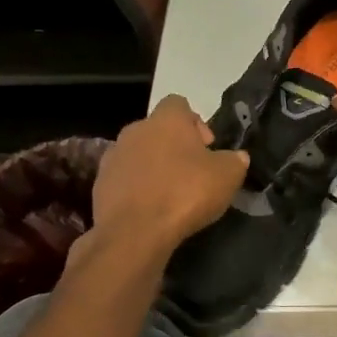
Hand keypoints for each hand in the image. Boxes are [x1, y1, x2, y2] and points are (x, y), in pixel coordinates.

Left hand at [90, 95, 248, 255]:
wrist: (135, 232)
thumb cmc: (185, 194)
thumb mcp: (228, 176)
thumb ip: (235, 160)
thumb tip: (236, 157)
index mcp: (166, 120)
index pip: (179, 104)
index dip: (195, 123)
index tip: (207, 148)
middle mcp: (135, 130)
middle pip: (158, 130)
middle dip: (174, 147)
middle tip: (192, 173)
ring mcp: (113, 156)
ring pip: (138, 154)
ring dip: (153, 167)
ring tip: (169, 194)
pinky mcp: (99, 184)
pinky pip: (124, 179)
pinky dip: (136, 188)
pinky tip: (150, 209)